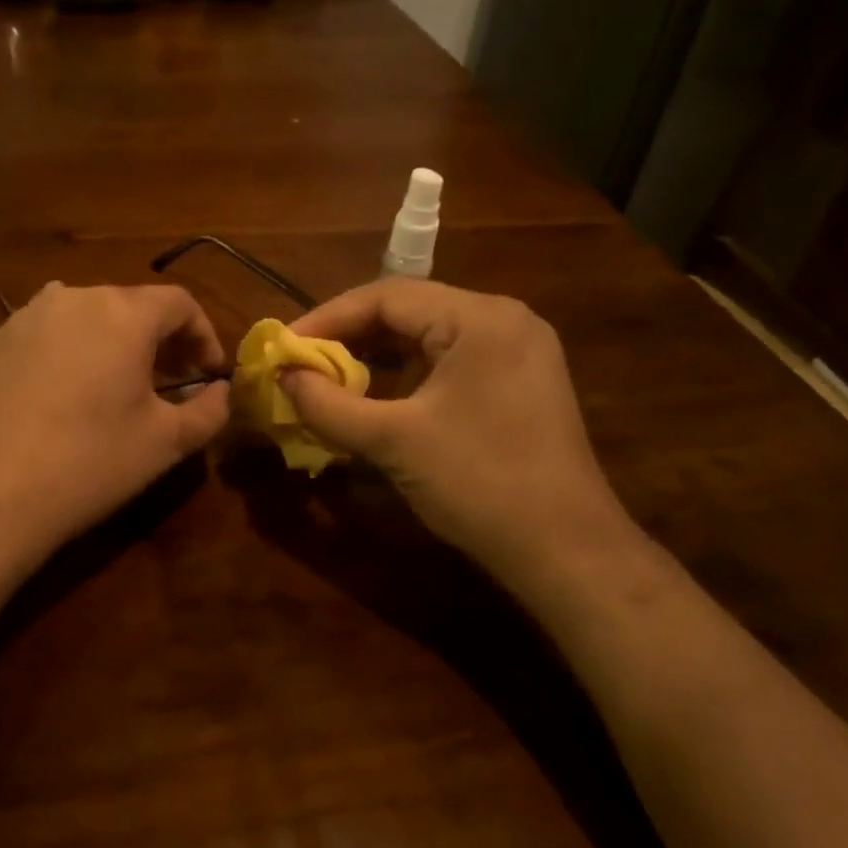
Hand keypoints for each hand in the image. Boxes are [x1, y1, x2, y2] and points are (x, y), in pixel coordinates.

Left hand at [0, 284, 230, 559]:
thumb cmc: (90, 462)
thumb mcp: (166, 442)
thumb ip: (209, 411)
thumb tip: (222, 393)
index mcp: (122, 313)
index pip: (179, 303)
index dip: (204, 334)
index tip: (208, 373)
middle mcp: (72, 298)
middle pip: (131, 306)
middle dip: (159, 340)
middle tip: (170, 381)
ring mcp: (25, 318)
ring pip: (85, 317)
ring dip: (113, 343)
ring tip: (117, 385)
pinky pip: (46, 335)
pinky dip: (70, 352)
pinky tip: (64, 395)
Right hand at [283, 280, 628, 580]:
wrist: (565, 550)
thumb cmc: (478, 483)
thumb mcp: (393, 441)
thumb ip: (329, 404)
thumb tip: (282, 378)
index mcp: (479, 318)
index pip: (386, 296)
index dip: (328, 318)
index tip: (284, 346)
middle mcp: (503, 320)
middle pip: (410, 312)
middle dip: (350, 337)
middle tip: (302, 363)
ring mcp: (518, 352)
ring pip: (429, 338)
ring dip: (377, 357)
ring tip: (329, 379)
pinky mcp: (520, 384)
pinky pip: (450, 363)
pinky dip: (408, 376)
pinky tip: (377, 398)